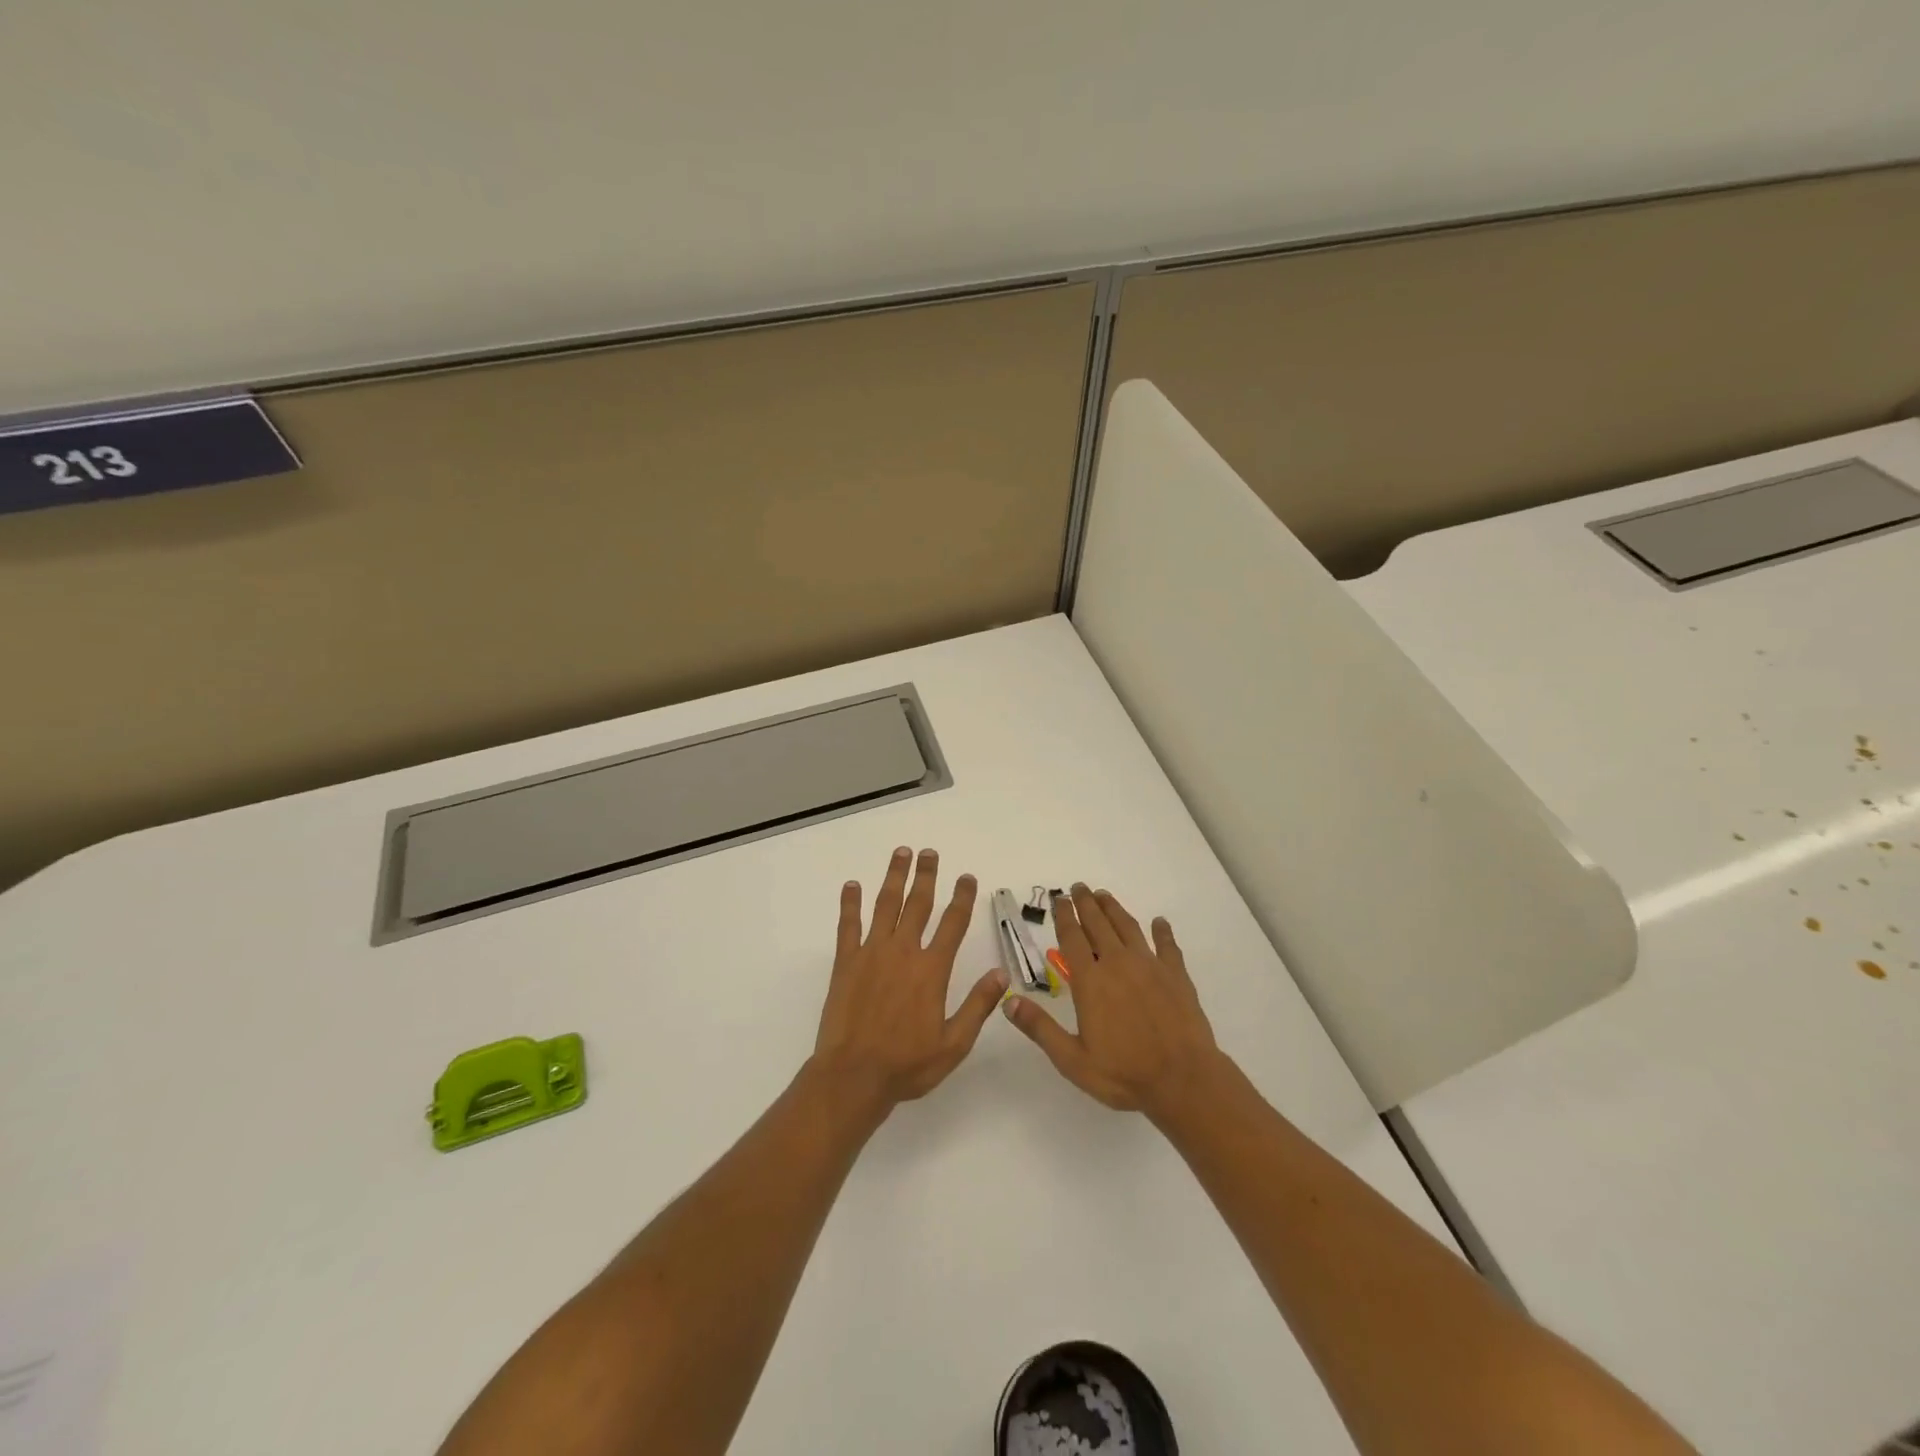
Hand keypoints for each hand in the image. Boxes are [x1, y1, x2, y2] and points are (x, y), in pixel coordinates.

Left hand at [810, 847, 1008, 1119]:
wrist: (853, 1076)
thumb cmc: (907, 1064)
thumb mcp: (954, 1043)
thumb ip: (978, 1006)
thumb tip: (1002, 974)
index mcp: (931, 970)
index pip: (953, 924)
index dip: (962, 897)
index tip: (967, 877)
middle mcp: (903, 952)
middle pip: (918, 904)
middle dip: (926, 875)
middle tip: (929, 852)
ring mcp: (871, 953)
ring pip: (885, 905)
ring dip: (894, 877)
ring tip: (901, 853)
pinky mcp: (845, 962)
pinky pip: (848, 925)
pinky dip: (850, 903)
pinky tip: (851, 885)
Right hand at [1002, 884, 1223, 1122]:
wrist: (1183, 1080)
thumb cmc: (1124, 1074)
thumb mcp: (1072, 1060)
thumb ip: (1040, 1028)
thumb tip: (1008, 1001)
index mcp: (1090, 982)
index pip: (1072, 939)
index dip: (1064, 916)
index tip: (1060, 899)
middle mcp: (1118, 964)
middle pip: (1099, 924)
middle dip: (1086, 903)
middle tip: (1079, 887)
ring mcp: (1150, 966)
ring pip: (1128, 927)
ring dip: (1114, 909)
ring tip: (1104, 895)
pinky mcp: (1176, 975)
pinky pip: (1168, 946)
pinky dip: (1162, 932)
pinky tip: (1160, 922)